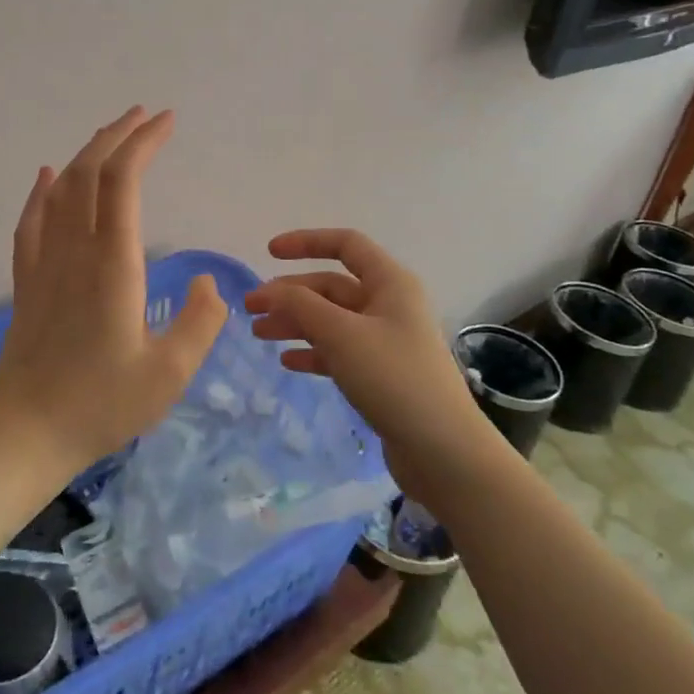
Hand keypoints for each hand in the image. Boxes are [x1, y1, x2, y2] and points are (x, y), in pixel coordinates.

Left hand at [0, 107, 227, 485]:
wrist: (25, 435)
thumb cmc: (102, 406)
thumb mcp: (169, 374)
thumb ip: (200, 322)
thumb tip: (206, 281)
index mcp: (112, 265)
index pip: (123, 182)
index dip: (144, 144)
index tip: (166, 122)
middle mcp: (74, 250)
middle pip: (90, 173)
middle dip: (119, 136)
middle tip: (145, 115)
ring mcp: (44, 263)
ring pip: (61, 189)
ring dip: (86, 154)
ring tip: (110, 133)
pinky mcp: (26, 281)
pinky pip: (31, 220)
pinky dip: (42, 190)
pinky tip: (48, 174)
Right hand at [244, 228, 487, 493]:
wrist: (443, 451)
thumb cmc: (394, 379)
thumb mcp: (342, 335)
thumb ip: (301, 306)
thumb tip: (271, 291)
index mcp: (390, 283)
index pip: (346, 244)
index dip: (306, 242)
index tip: (268, 253)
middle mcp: (389, 304)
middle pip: (331, 286)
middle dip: (290, 293)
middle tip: (251, 309)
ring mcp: (386, 340)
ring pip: (332, 320)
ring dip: (295, 322)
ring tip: (260, 334)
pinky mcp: (382, 374)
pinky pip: (340, 351)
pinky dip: (313, 352)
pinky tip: (288, 362)